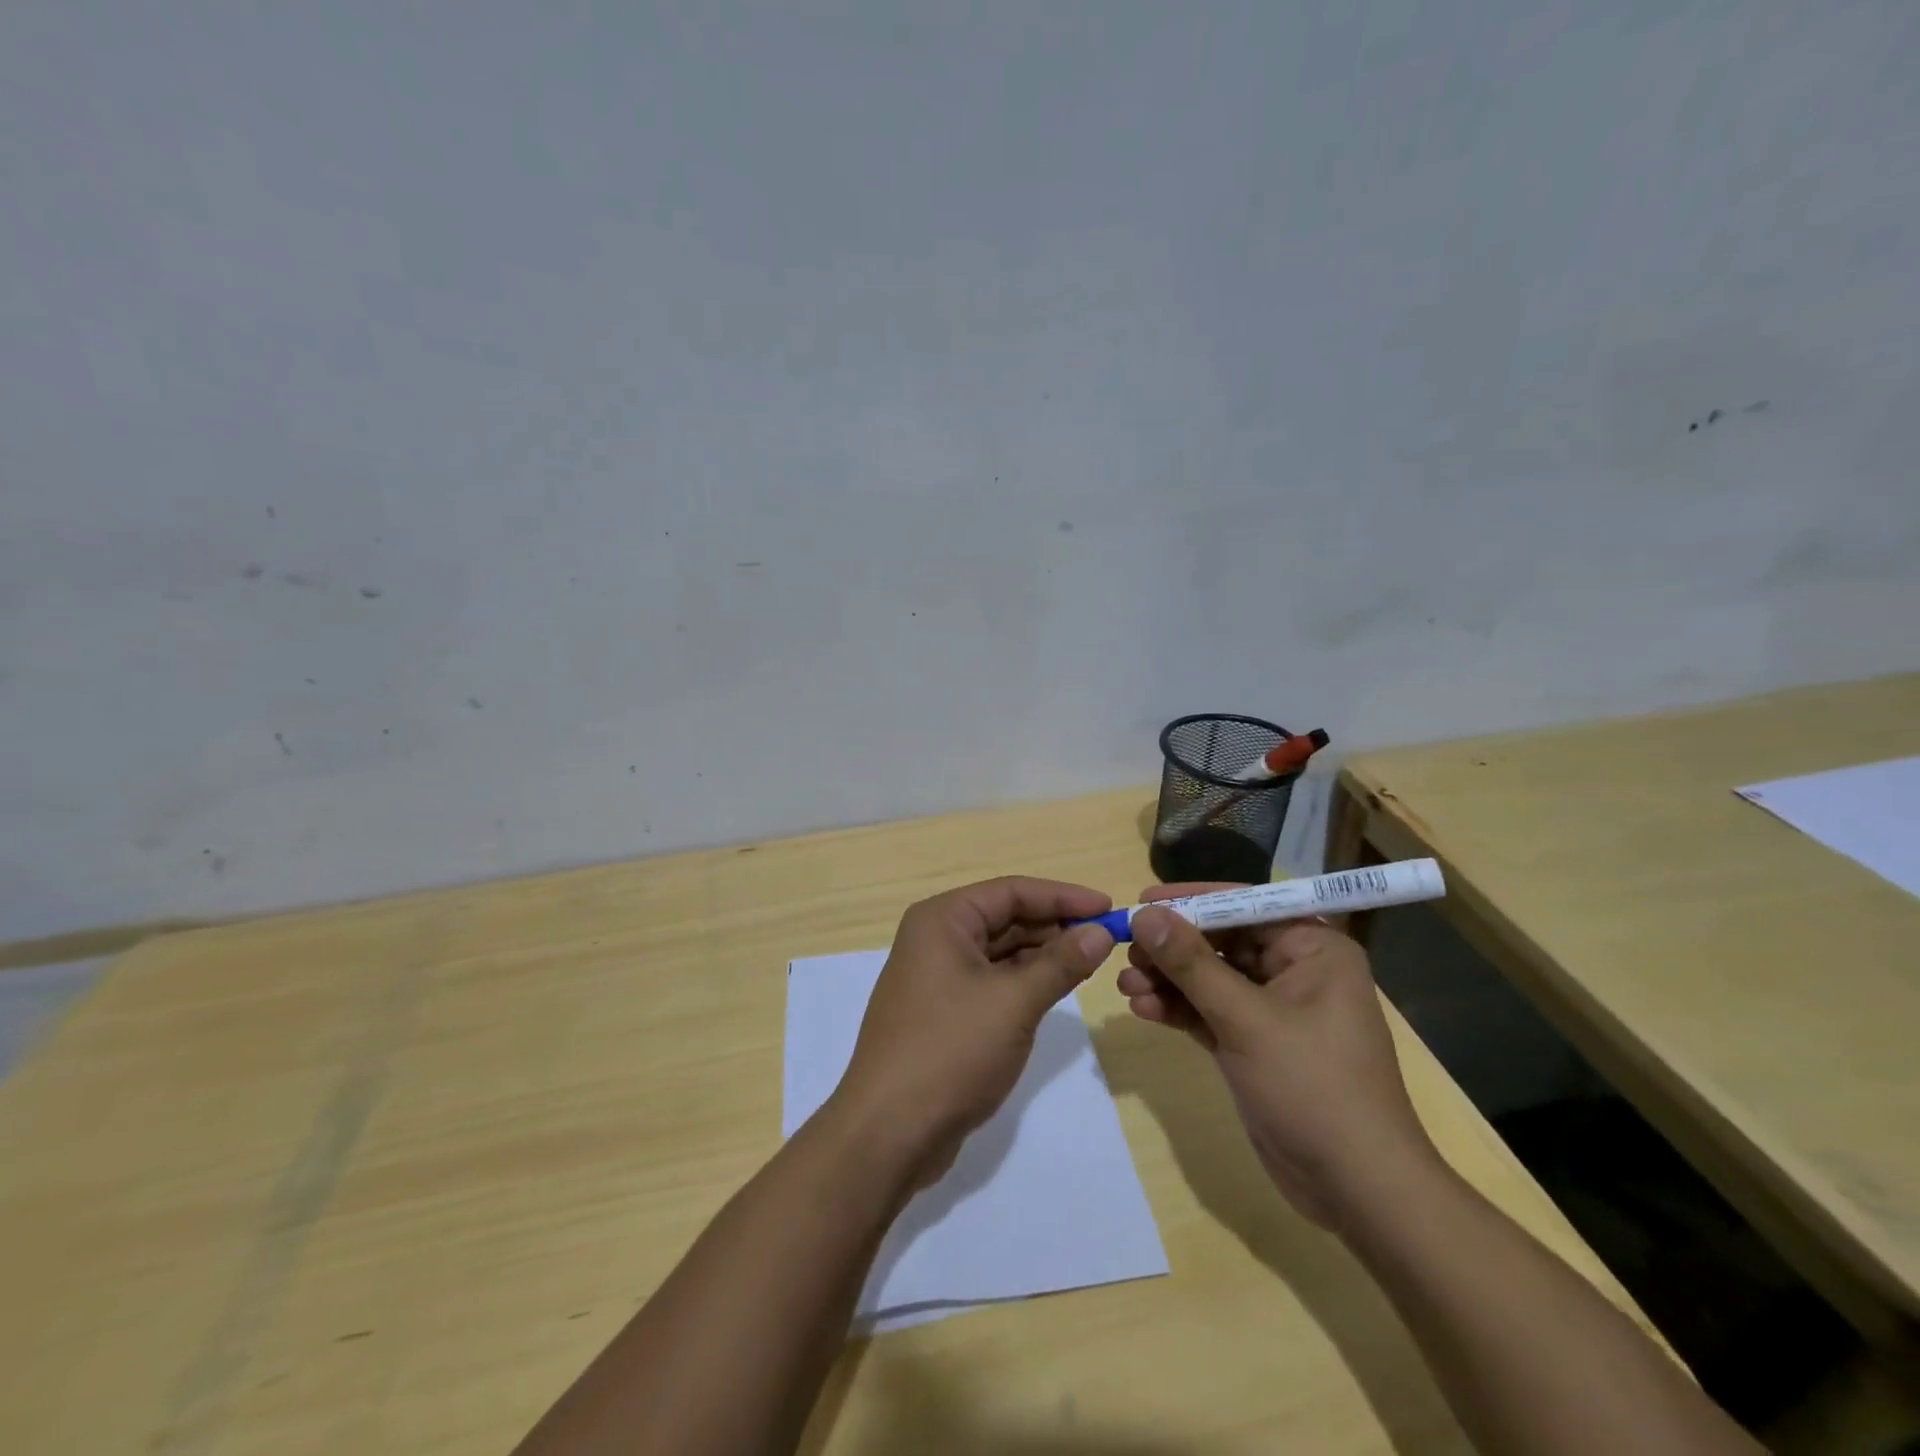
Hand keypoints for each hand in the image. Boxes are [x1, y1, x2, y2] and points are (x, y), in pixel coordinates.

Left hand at [832, 877, 1115, 1186]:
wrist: (889, 1131)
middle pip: (1006, 917)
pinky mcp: (944, 1010)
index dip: (1063, 896)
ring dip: (1044, 954)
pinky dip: (1026, 980)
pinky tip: (1058, 987)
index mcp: (943, 920)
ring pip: (1001, 950)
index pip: (1011, 891)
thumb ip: (1060, 963)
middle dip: (1056, 925)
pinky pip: (993, 980)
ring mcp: (938, 976)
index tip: (1109, 907)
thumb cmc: (951, 1051)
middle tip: (1108, 937)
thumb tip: (1100, 933)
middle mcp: (936, 938)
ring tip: (1091, 960)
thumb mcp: (1014, 1002)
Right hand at [1117, 884, 1438, 1229]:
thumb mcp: (1247, 1020)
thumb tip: (1144, 914)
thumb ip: (1192, 964)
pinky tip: (1142, 1008)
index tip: (1141, 902)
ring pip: (1209, 978)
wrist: (1357, 1191)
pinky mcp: (1254, 1044)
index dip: (1191, 902)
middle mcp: (1295, 970)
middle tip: (1126, 950)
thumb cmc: (1313, 1088)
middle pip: (1221, 941)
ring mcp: (1273, 1010)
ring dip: (1167, 980)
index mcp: (1313, 949)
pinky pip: (1208, 1012)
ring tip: (1124, 985)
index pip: (1244, 906)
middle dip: (1172, 947)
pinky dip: (1177, 1009)